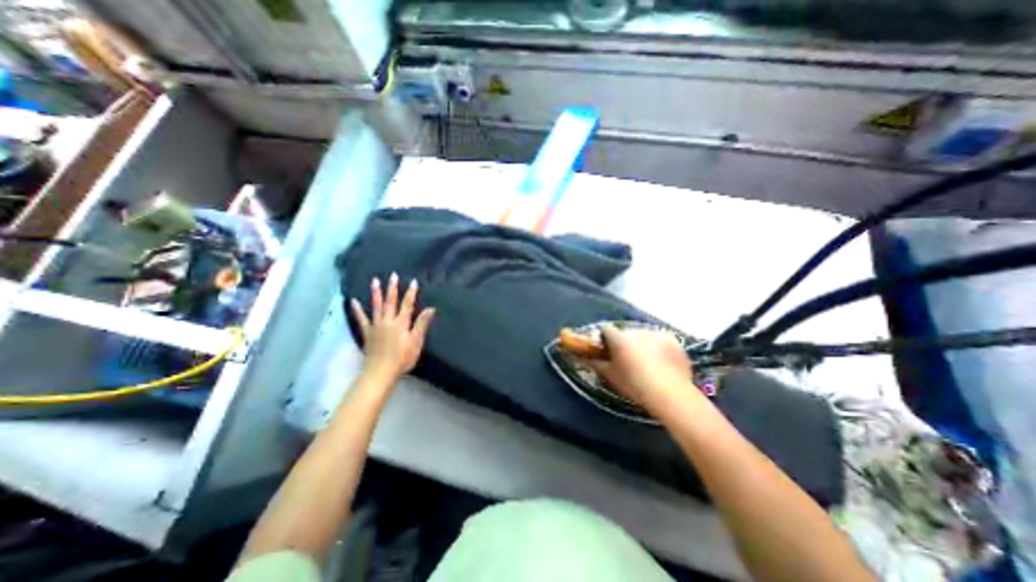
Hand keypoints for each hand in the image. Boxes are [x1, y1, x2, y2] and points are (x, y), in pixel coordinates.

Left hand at [349, 274, 434, 383]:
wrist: (381, 371)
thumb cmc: (402, 358)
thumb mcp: (416, 342)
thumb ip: (422, 324)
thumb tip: (430, 309)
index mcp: (401, 323)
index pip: (408, 305)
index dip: (411, 293)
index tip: (414, 281)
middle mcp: (388, 321)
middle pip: (391, 302)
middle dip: (393, 288)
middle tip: (393, 275)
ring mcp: (376, 326)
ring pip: (376, 306)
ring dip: (376, 293)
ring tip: (375, 281)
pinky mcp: (367, 333)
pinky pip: (362, 319)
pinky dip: (357, 310)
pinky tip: (353, 301)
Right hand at [590, 326, 694, 410]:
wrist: (670, 394)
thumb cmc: (634, 385)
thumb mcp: (610, 376)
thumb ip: (595, 363)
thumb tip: (584, 357)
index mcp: (619, 338)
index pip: (606, 330)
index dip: (605, 339)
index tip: (607, 351)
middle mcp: (636, 331)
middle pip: (626, 333)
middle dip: (625, 342)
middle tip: (628, 359)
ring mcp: (656, 333)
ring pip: (643, 336)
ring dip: (642, 344)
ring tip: (648, 362)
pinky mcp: (672, 340)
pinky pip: (660, 340)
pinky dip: (658, 347)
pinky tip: (662, 362)